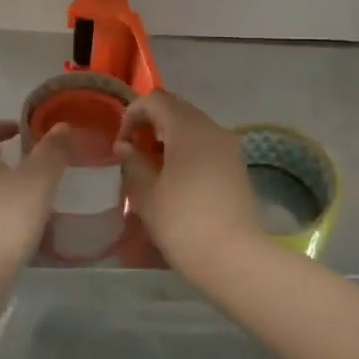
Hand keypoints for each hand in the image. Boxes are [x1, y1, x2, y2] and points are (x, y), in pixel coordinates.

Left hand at [0, 120, 71, 265]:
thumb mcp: (37, 179)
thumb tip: (61, 125)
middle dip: (4, 160)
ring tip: (40, 195)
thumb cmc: (6, 215)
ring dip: (9, 190)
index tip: (17, 129)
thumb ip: (52, 152)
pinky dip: (10, 218)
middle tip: (33, 162)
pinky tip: (33, 227)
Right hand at [114, 91, 260, 280]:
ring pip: (193, 126)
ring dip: (169, 137)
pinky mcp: (237, 165)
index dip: (133, 114)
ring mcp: (228, 146)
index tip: (121, 143)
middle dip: (151, 123)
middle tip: (134, 153)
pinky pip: (206, 143)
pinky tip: (176, 179)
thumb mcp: (147, 194)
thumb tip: (125, 146)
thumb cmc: (183, 222)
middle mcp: (211, 128)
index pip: (155, 100)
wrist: (234, 258)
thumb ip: (133, 163)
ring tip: (152, 168)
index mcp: (187, 128)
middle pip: (176, 108)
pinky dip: (187, 149)